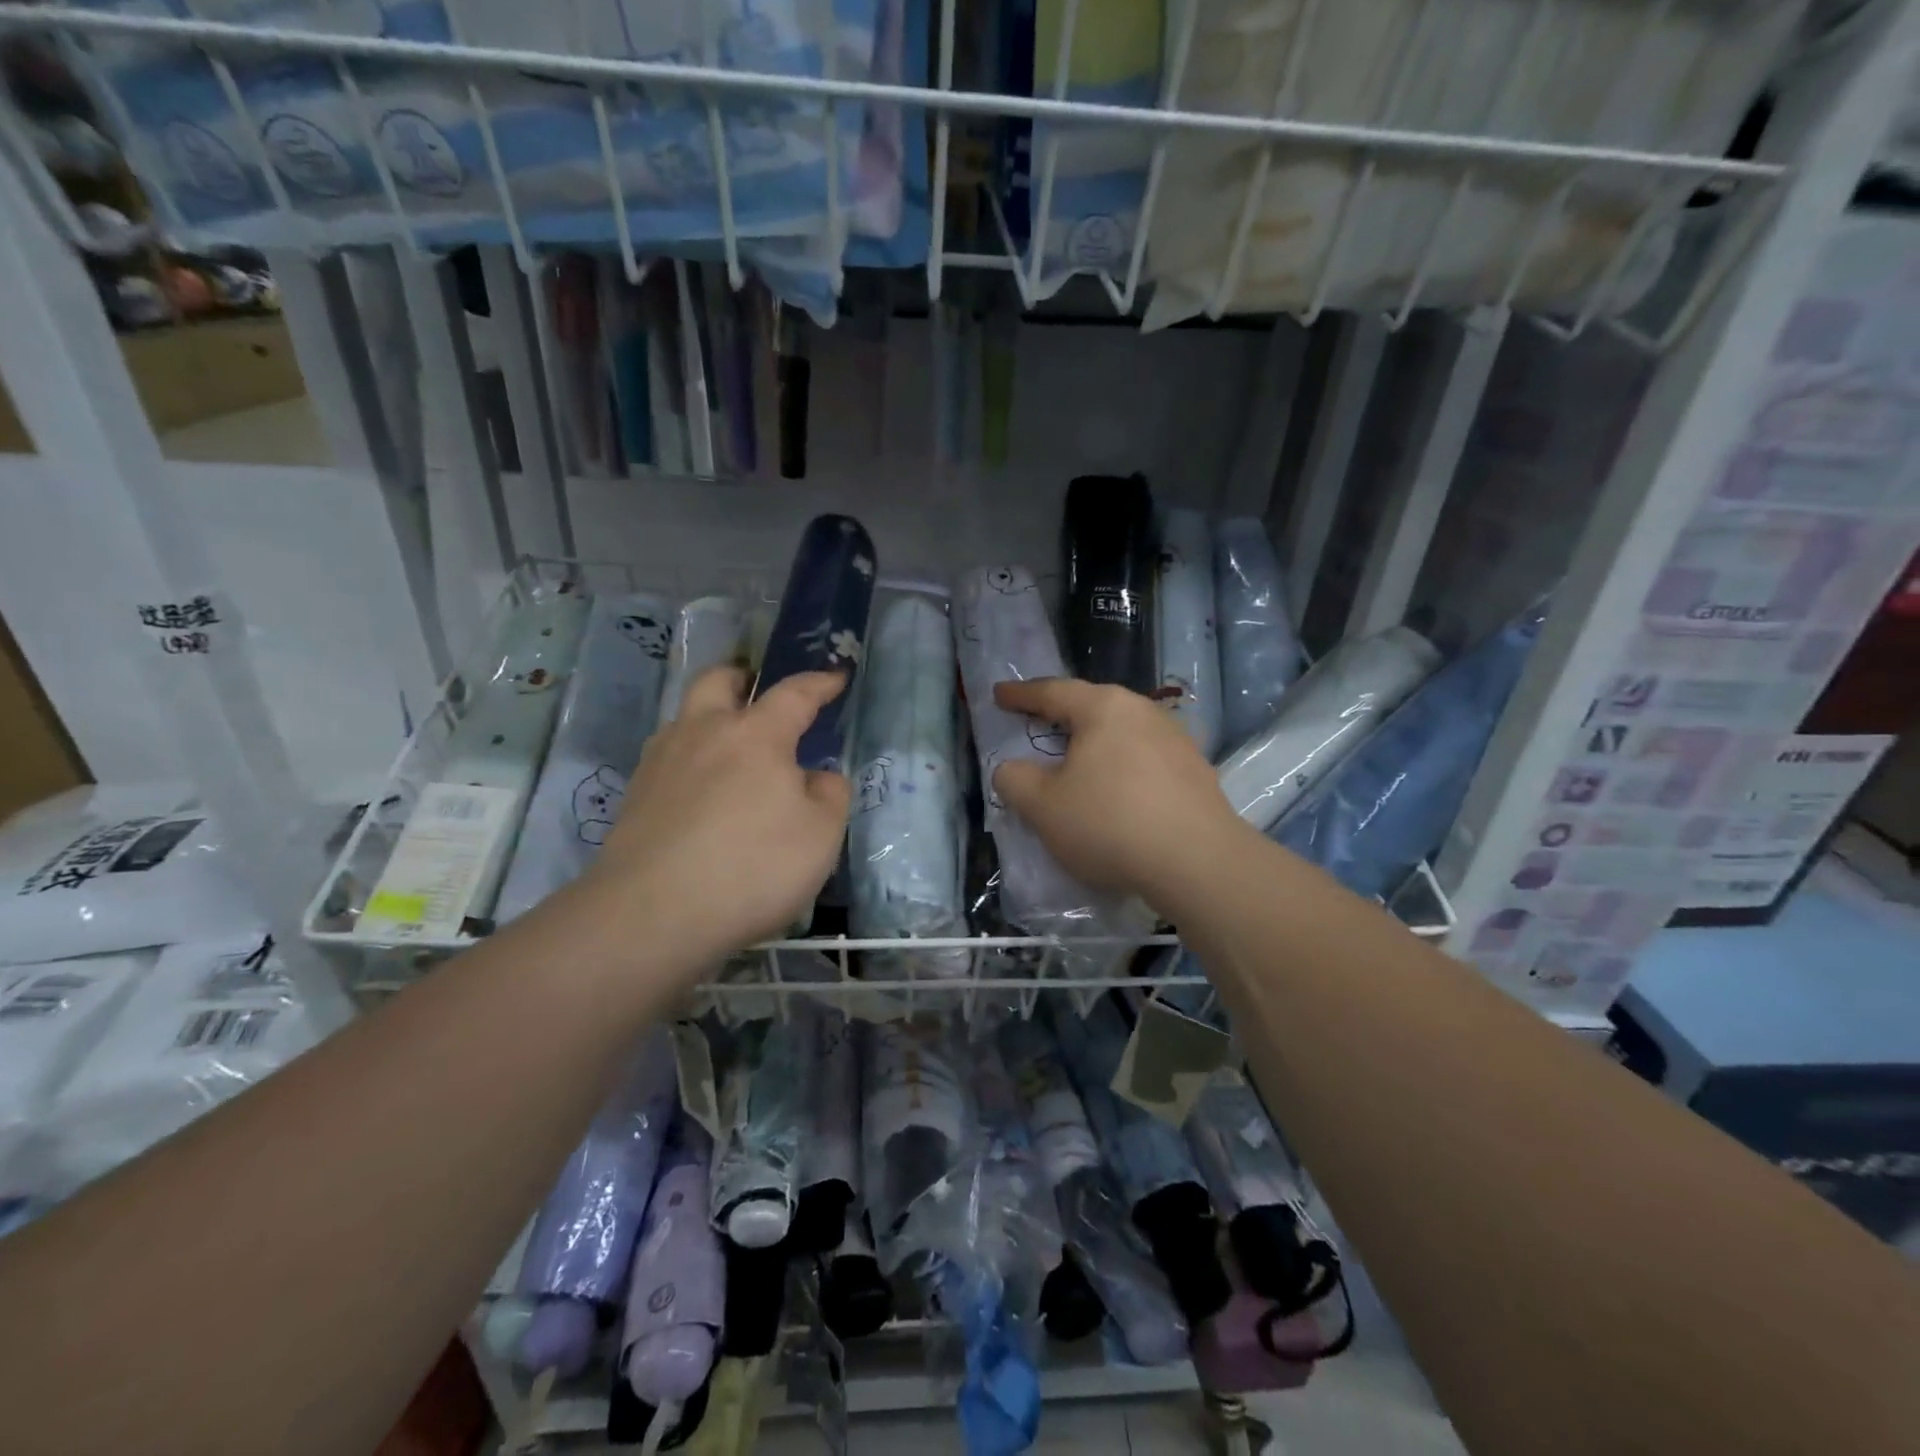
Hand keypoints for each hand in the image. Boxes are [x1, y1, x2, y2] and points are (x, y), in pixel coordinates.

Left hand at [584, 667, 851, 963]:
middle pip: (718, 681)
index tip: (837, 676)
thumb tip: (816, 777)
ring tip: (732, 751)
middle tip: (760, 692)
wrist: (652, 915)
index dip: (820, 683)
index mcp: (755, 735)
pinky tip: (703, 793)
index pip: (794, 694)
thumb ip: (829, 795)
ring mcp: (661, 762)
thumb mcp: (821, 835)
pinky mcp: (634, 796)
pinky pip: (670, 758)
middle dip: (743, 678)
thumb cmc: (752, 867)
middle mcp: (702, 733)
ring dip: (711, 718)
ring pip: (686, 718)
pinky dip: (692, 760)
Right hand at [991, 678, 1250, 906]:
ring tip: (1077, 760)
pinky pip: (1145, 759)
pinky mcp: (1196, 771)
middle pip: (1092, 707)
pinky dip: (1122, 767)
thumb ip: (1014, 780)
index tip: (999, 694)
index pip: (1052, 692)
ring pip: (1122, 733)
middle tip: (1037, 722)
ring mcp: (1175, 739)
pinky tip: (1118, 791)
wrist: (1197, 862)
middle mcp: (1142, 711)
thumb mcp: (1042, 806)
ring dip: (1095, 744)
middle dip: (1062, 715)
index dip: (1021, 694)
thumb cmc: (1109, 822)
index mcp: (1103, 707)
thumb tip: (1011, 769)